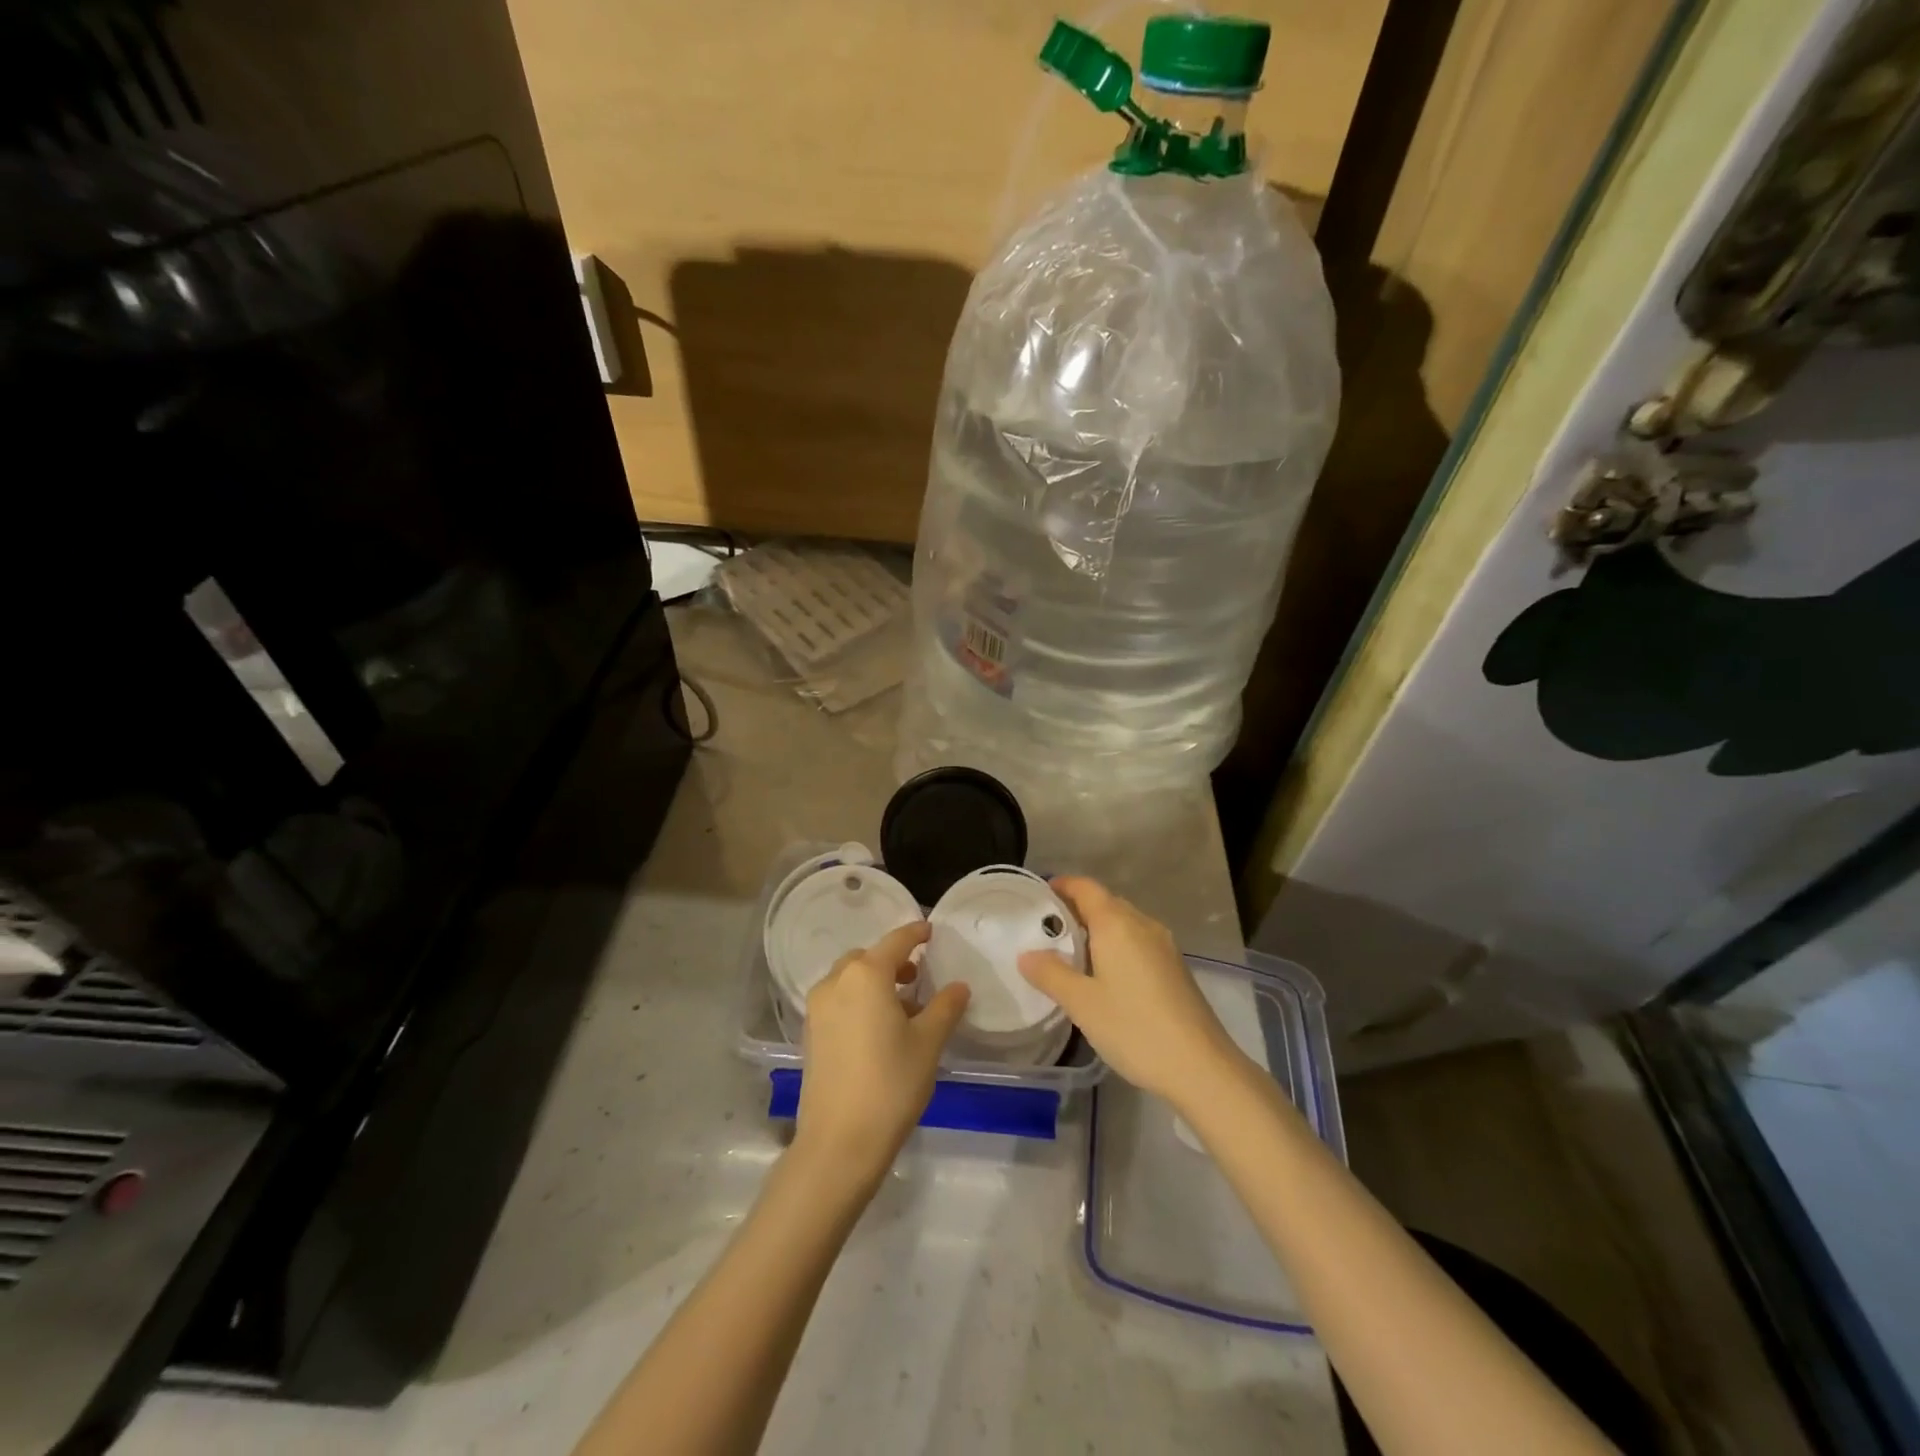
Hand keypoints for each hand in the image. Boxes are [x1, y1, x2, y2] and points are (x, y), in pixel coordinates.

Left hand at [794, 921, 969, 1187]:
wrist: (839, 1142)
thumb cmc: (891, 1083)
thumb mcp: (928, 1043)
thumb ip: (945, 1007)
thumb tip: (958, 986)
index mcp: (866, 975)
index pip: (896, 941)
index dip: (915, 933)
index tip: (930, 931)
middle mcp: (836, 982)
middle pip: (868, 958)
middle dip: (892, 961)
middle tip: (917, 977)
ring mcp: (817, 1008)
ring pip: (850, 979)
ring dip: (875, 982)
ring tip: (903, 1009)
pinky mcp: (810, 1033)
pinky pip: (838, 1001)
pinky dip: (858, 1001)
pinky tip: (878, 1029)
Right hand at [1018, 877, 1241, 1105]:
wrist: (1201, 1066)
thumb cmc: (1134, 1028)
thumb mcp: (1082, 1004)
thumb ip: (1051, 974)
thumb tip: (1026, 954)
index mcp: (1117, 923)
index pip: (1085, 887)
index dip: (1062, 885)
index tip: (1038, 897)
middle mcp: (1143, 924)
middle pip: (1105, 902)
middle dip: (1076, 909)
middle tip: (1047, 930)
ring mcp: (1164, 945)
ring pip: (1124, 923)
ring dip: (1097, 929)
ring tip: (1070, 954)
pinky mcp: (1175, 967)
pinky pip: (1138, 941)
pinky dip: (1116, 946)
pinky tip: (1104, 976)